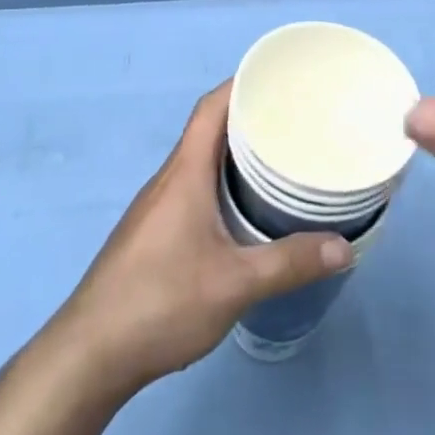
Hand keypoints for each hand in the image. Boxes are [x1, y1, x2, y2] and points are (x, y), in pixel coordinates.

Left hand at [52, 82, 352, 396]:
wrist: (89, 354)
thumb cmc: (161, 302)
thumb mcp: (235, 284)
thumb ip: (290, 263)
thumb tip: (345, 246)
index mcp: (184, 173)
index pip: (210, 107)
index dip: (241, 84)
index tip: (279, 80)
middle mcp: (168, 179)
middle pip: (208, 130)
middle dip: (248, 119)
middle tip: (294, 122)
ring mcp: (155, 207)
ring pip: (199, 162)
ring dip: (234, 153)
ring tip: (278, 161)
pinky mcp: (152, 233)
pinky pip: (192, 188)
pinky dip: (220, 183)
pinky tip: (242, 211)